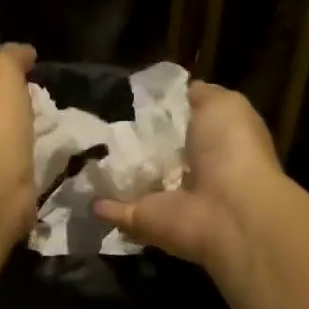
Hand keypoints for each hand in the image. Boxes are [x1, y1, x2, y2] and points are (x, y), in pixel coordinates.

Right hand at [94, 80, 283, 269]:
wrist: (227, 212)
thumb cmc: (231, 151)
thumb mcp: (223, 105)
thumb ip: (200, 95)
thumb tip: (182, 89)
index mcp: (211, 144)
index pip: (179, 124)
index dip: (158, 111)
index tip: (130, 98)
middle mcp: (189, 172)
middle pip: (154, 153)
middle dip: (131, 140)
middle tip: (99, 122)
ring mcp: (163, 198)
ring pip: (132, 182)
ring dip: (111, 172)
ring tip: (83, 152)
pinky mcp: (141, 219)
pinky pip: (114, 210)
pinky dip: (98, 204)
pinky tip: (78, 189)